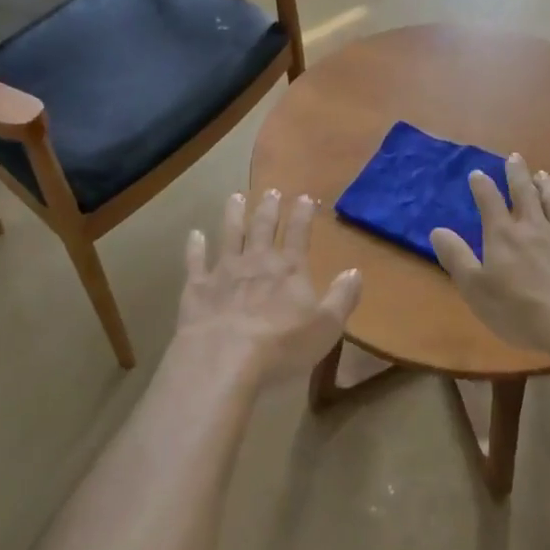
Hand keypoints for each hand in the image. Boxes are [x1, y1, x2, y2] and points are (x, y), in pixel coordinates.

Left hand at [176, 191, 362, 383]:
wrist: (224, 359)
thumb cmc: (282, 346)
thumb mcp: (326, 327)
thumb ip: (342, 298)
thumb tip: (355, 271)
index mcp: (289, 270)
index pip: (299, 234)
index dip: (303, 215)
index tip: (305, 198)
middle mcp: (257, 262)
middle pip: (263, 228)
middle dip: (268, 208)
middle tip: (271, 191)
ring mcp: (224, 271)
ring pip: (230, 234)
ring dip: (233, 215)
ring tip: (235, 197)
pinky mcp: (197, 288)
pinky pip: (195, 261)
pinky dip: (194, 246)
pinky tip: (194, 234)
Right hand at [430, 154, 549, 353]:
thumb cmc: (519, 311)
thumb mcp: (475, 288)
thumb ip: (456, 257)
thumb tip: (437, 230)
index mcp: (503, 236)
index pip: (489, 202)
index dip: (482, 186)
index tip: (477, 173)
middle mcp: (534, 228)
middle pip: (525, 194)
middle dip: (517, 174)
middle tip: (515, 157)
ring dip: (549, 187)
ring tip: (544, 175)